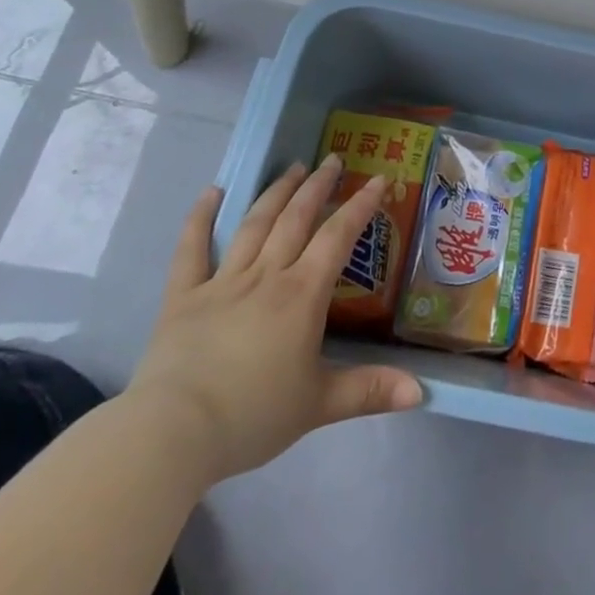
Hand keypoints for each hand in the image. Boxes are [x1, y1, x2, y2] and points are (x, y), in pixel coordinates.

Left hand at [125, 157, 422, 486]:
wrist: (173, 434)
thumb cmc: (252, 416)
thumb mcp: (319, 405)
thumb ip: (370, 390)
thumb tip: (421, 393)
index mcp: (302, 294)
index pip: (338, 237)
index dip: (361, 205)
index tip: (379, 178)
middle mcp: (266, 275)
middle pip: (297, 218)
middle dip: (318, 186)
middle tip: (333, 159)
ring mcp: (222, 282)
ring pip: (255, 224)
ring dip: (277, 192)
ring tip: (293, 167)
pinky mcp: (183, 297)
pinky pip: (191, 250)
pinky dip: (200, 218)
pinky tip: (212, 192)